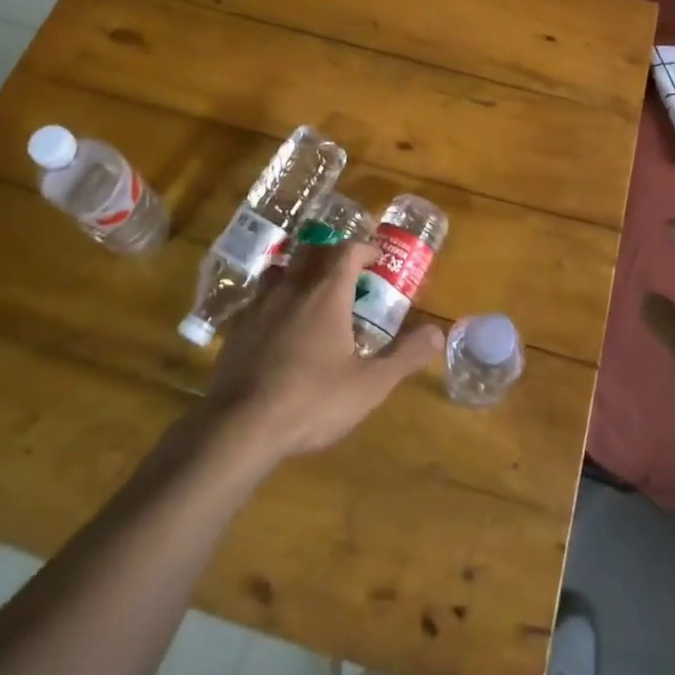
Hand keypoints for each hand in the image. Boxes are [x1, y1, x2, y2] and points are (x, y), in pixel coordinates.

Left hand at [202, 240, 443, 464]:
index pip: (347, 251)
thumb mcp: (369, 385)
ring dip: (299, 269)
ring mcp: (260, 305)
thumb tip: (437, 334)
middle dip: (332, 253)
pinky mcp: (237, 328)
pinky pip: (258, 298)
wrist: (239, 426)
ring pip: (281, 269)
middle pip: (312, 251)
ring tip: (310, 290)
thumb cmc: (312, 400)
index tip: (377, 258)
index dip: (365, 248)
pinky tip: (278, 324)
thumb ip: (404, 357)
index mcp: (327, 294)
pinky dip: (274, 298)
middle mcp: (293, 288)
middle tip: (347, 270)